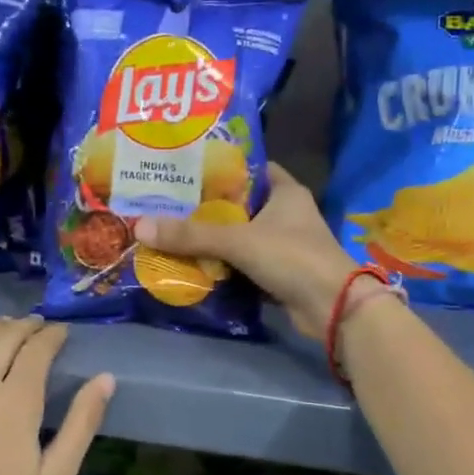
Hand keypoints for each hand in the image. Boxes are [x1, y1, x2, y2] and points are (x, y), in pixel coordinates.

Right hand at [134, 163, 357, 338]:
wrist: (333, 308)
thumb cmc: (292, 258)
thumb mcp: (239, 241)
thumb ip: (192, 234)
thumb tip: (140, 226)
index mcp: (285, 191)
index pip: (250, 167)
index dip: (221, 166)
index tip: (186, 168)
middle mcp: (286, 214)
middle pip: (239, 204)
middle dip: (207, 206)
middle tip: (167, 201)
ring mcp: (283, 245)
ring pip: (240, 235)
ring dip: (212, 238)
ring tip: (170, 230)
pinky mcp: (278, 273)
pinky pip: (242, 264)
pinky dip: (222, 265)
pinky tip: (191, 263)